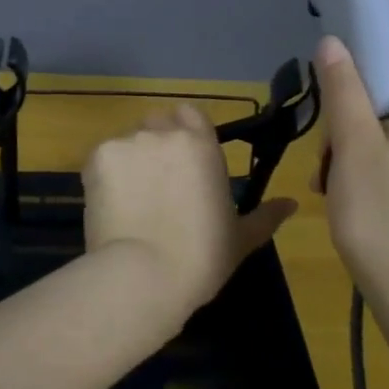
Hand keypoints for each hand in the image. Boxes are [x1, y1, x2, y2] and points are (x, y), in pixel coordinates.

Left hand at [83, 104, 297, 324]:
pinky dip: (105, 176)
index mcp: (201, 145)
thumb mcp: (241, 238)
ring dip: (130, 161)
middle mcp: (163, 133)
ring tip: (129, 200)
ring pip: (127, 141)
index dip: (184, 131)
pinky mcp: (96, 158)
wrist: (144, 275)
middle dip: (156, 144)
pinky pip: (102, 159)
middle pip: (156, 123)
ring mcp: (127, 143)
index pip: (190, 113)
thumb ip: (266, 216)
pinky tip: (110, 205)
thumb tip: (292, 204)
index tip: (183, 159)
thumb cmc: (202, 257)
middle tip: (156, 182)